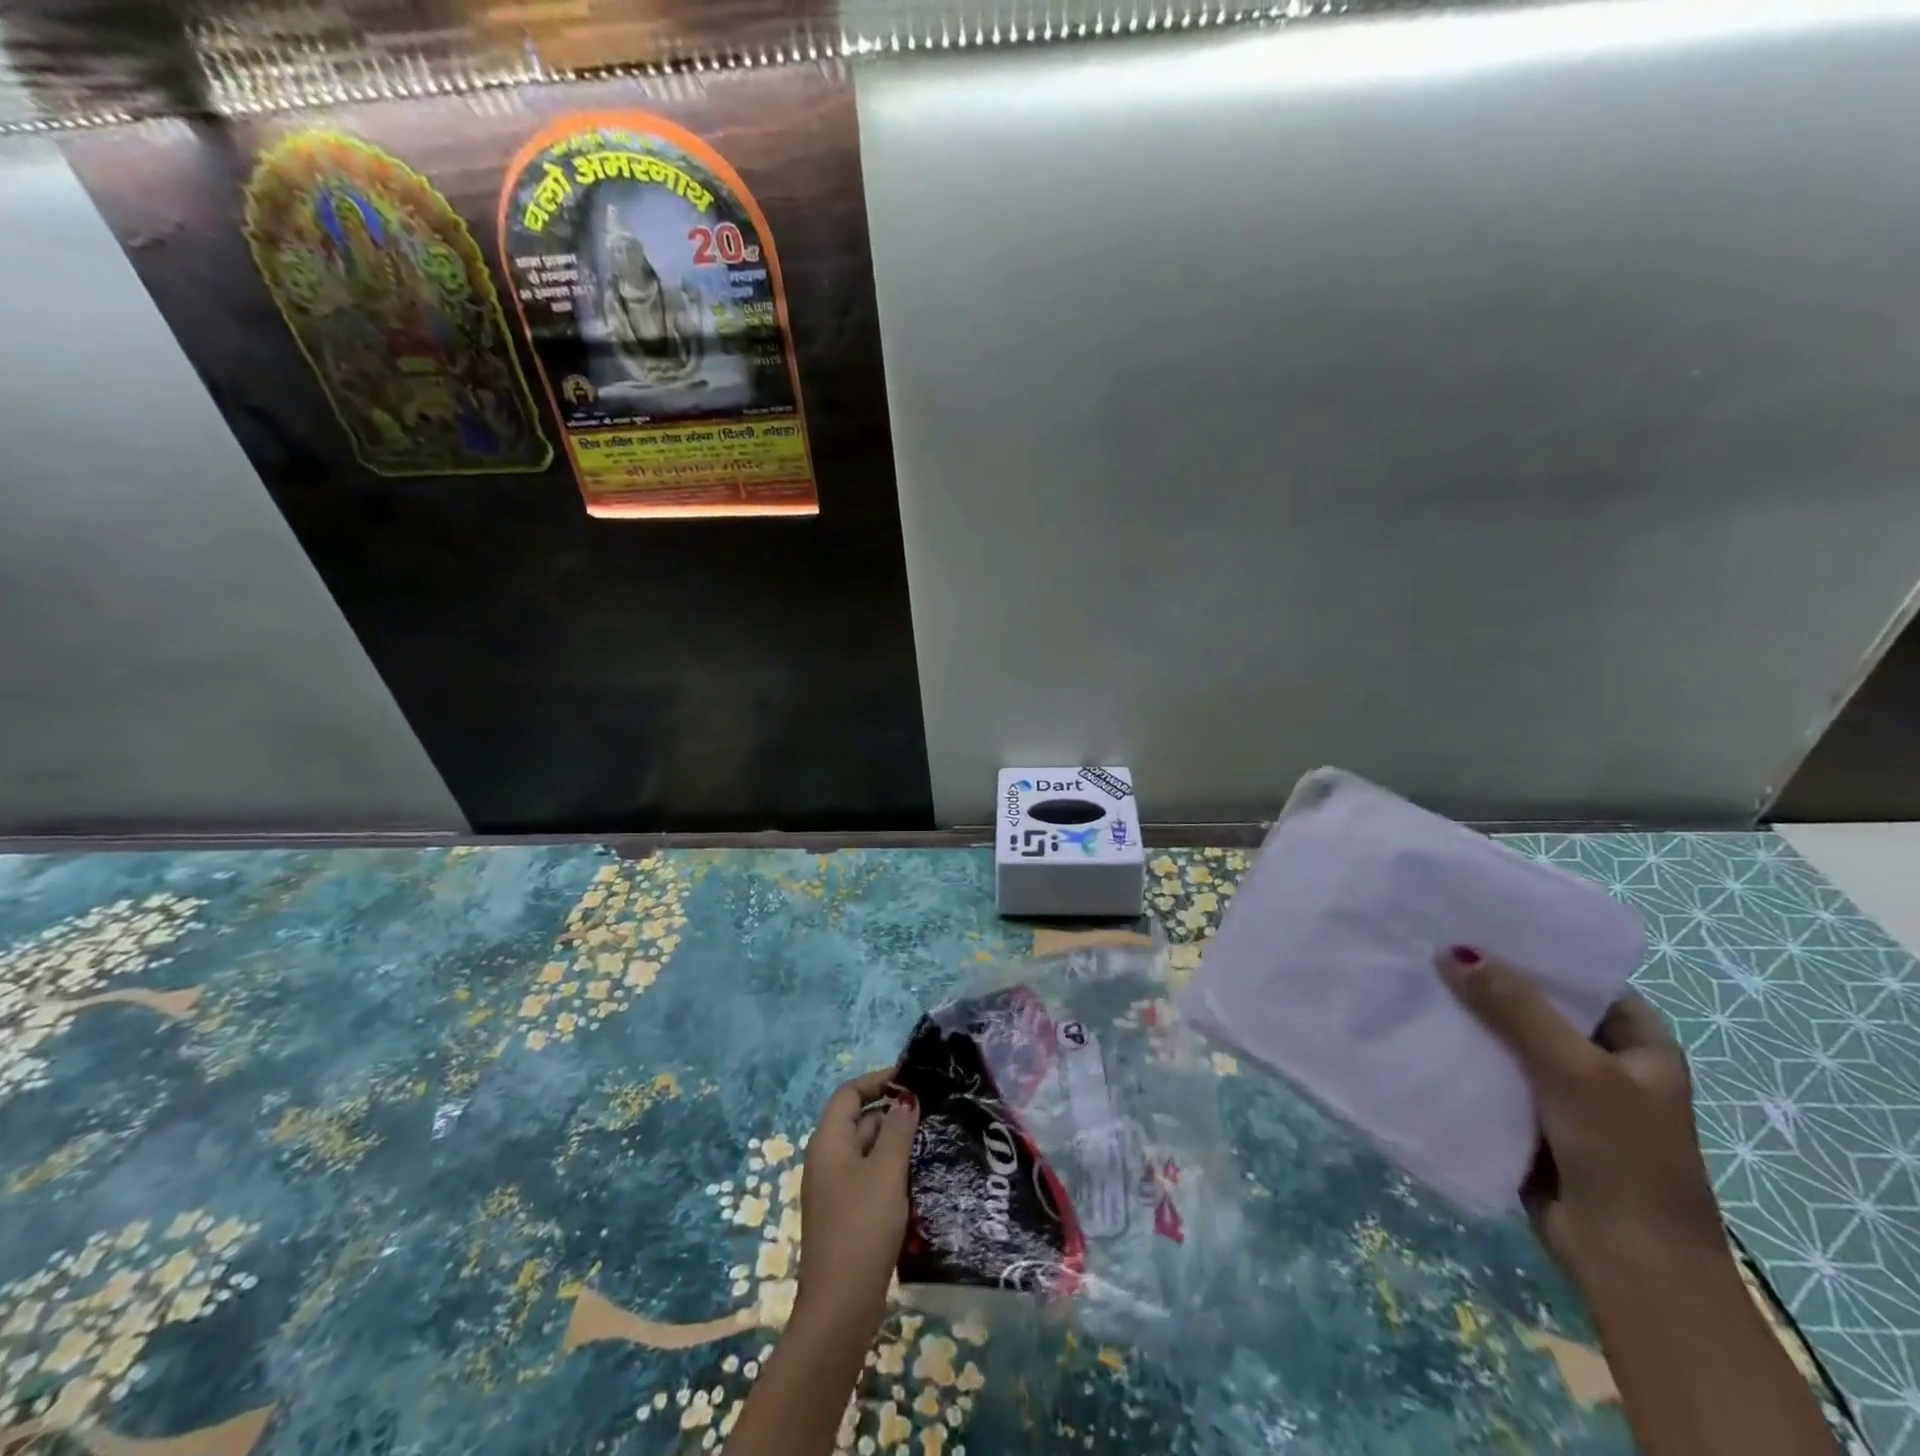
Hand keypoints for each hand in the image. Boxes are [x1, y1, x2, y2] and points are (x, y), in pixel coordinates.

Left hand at [795, 1068, 918, 1339]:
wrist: (841, 1306)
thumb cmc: (862, 1227)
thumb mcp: (886, 1172)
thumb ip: (897, 1130)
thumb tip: (906, 1099)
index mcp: (829, 1142)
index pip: (850, 1094)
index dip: (879, 1082)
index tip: (913, 1081)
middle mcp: (827, 1159)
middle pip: (860, 1121)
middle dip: (894, 1115)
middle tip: (934, 1114)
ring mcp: (836, 1189)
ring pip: (869, 1151)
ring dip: (897, 1145)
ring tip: (934, 1142)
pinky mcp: (847, 1214)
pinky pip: (871, 1177)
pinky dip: (892, 1171)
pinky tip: (921, 1179)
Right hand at [1437, 947, 1725, 1290]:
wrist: (1627, 1261)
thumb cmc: (1622, 1155)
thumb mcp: (1573, 1069)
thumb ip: (1514, 1007)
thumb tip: (1451, 951)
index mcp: (1636, 1044)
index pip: (1581, 977)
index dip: (1535, 949)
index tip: (1476, 920)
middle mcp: (1599, 1061)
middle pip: (1536, 1006)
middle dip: (1487, 981)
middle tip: (1427, 942)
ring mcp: (1560, 1092)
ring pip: (1505, 1040)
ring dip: (1467, 1019)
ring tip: (1411, 977)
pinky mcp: (1525, 1119)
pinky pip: (1487, 1074)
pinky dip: (1458, 1056)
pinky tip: (1416, 1030)